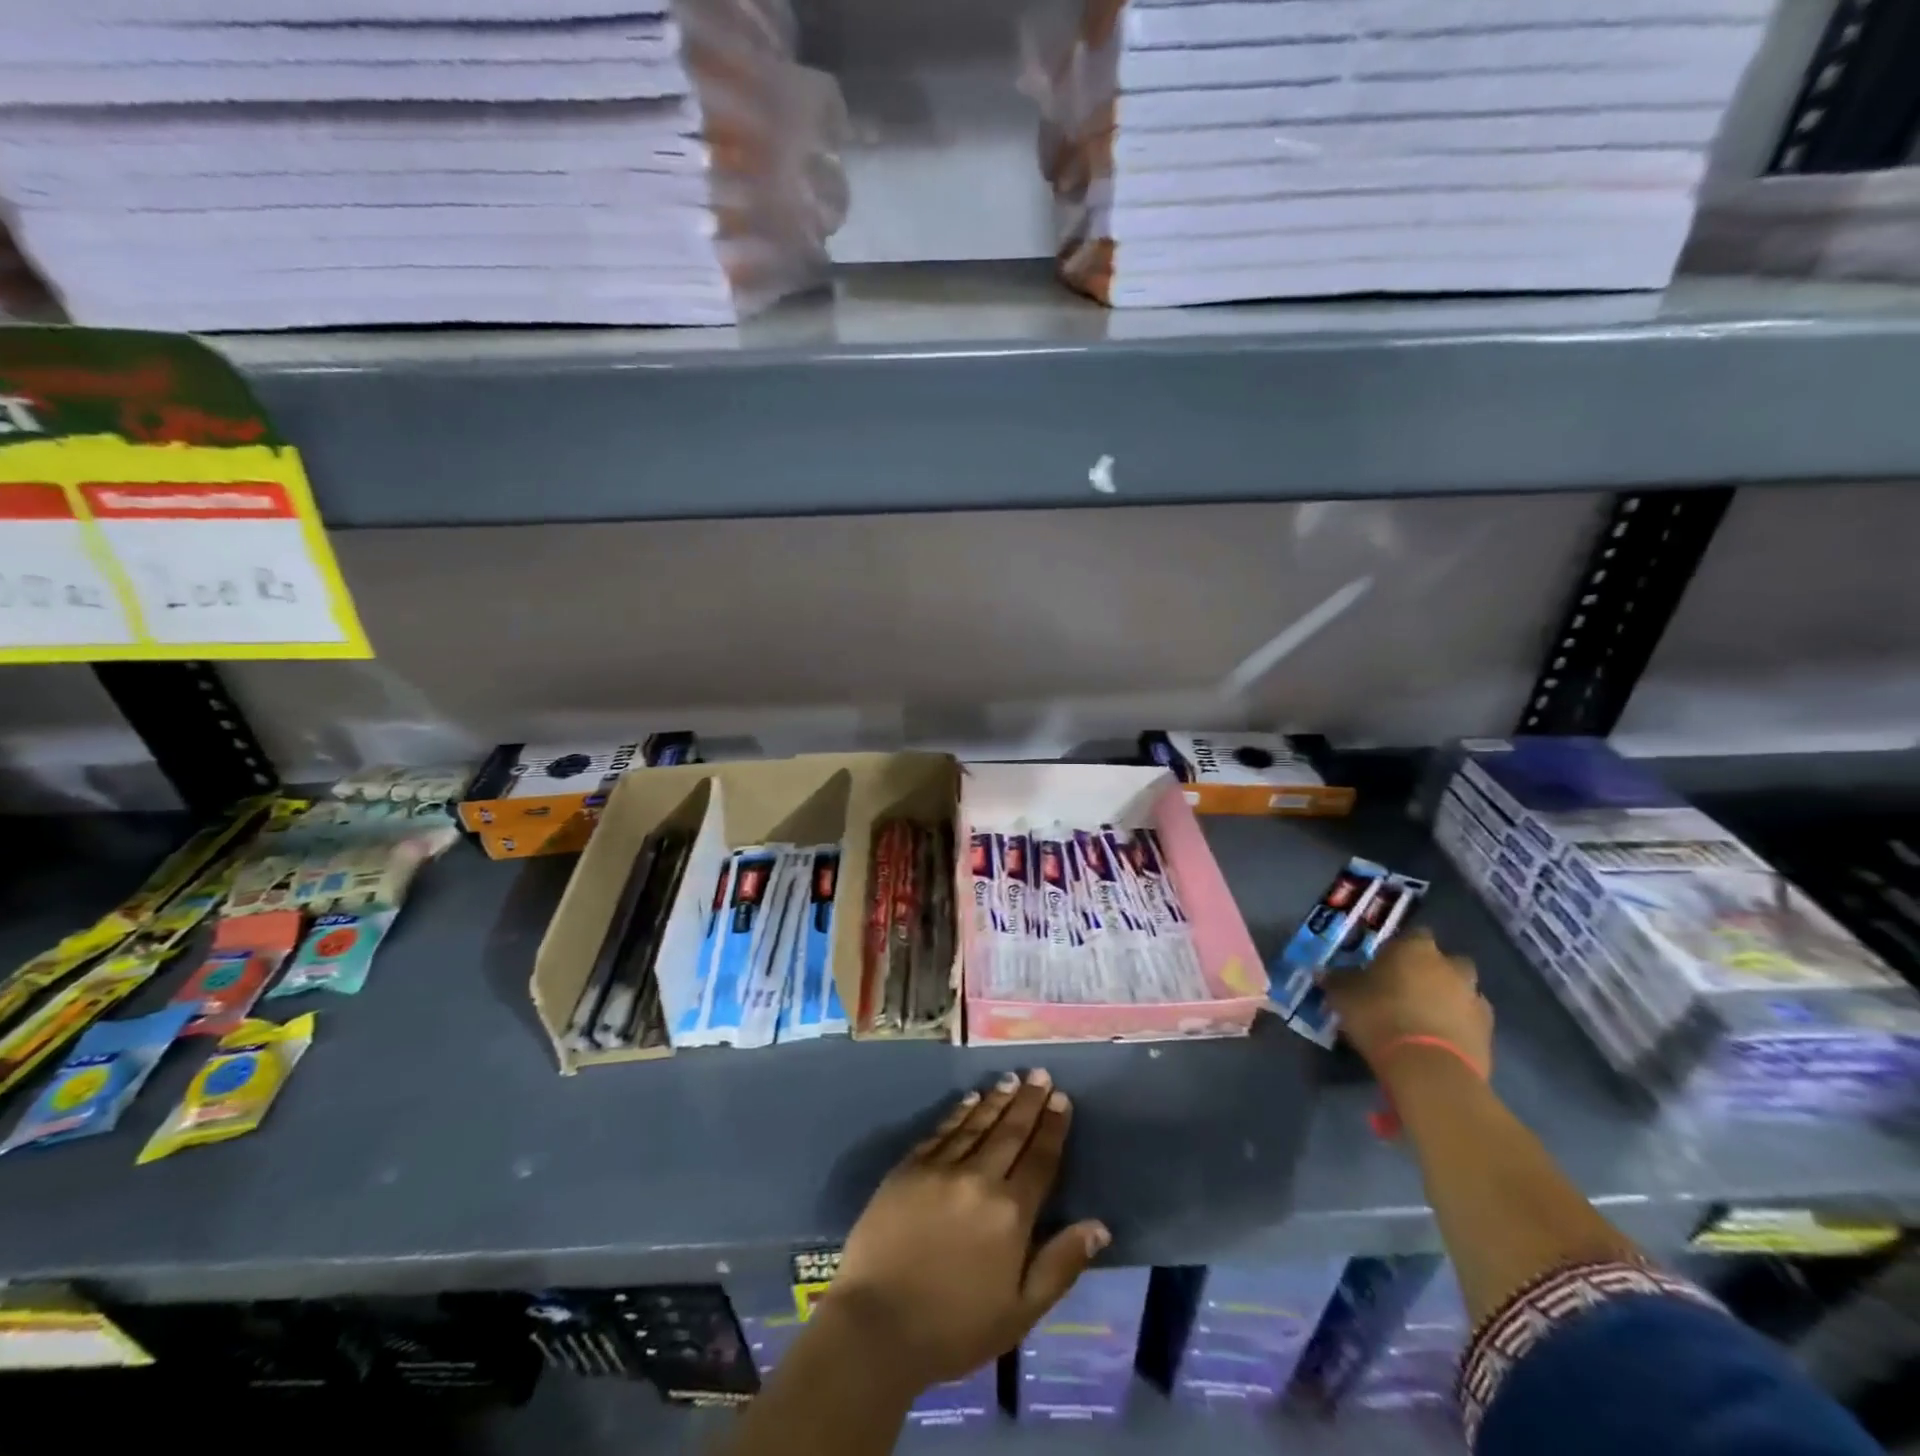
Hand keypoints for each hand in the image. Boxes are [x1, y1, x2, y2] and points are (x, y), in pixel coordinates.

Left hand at [828, 1069, 1110, 1389]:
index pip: (1040, 1159)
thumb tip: (1099, 1225)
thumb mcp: (1020, 1312)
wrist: (877, 1325)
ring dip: (997, 1099)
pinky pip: (941, 1131)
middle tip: (1040, 1073)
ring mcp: (941, 1169)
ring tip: (1012, 1079)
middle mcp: (979, 1179)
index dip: (1052, 1127)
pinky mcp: (909, 1168)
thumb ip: (1060, 1264)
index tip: (1061, 1098)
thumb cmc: (955, 1328)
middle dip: (1028, 1101)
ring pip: (976, 1124)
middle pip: (1011, 1132)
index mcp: (1011, 1214)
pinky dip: (959, 1112)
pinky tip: (970, 1099)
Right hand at [1321, 929, 1493, 1077]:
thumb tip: (1324, 973)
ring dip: (1449, 999)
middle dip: (1433, 972)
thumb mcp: (1343, 995)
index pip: (1414, 935)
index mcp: (1416, 948)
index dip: (1401, 948)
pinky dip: (1459, 1026)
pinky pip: (1471, 1021)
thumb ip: (1337, 980)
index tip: (1385, 964)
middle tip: (1408, 989)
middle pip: (1446, 961)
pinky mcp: (1489, 1033)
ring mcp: (1474, 999)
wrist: (1428, 1067)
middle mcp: (1451, 966)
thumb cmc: (1379, 1015)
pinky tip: (1439, 1040)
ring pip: (1463, 991)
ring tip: (1424, 1018)